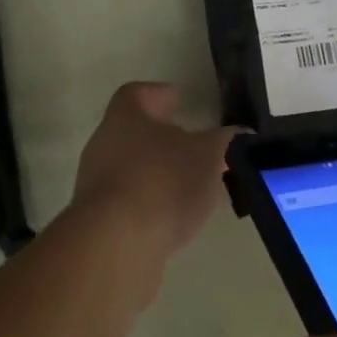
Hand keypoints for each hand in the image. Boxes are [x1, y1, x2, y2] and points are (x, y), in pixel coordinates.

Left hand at [67, 83, 240, 279]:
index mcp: (126, 114)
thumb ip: (226, 140)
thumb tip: (241, 133)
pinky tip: (173, 217)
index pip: (139, 93)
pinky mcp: (98, 218)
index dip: (161, 94)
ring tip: (191, 186)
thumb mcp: (209, 155)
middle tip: (195, 147)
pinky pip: (128, 200)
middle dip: (164, 138)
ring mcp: (96, 181)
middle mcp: (104, 141)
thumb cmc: (163, 181)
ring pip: (132, 167)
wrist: (116, 243)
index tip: (180, 100)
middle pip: (135, 131)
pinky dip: (150, 203)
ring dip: (159, 173)